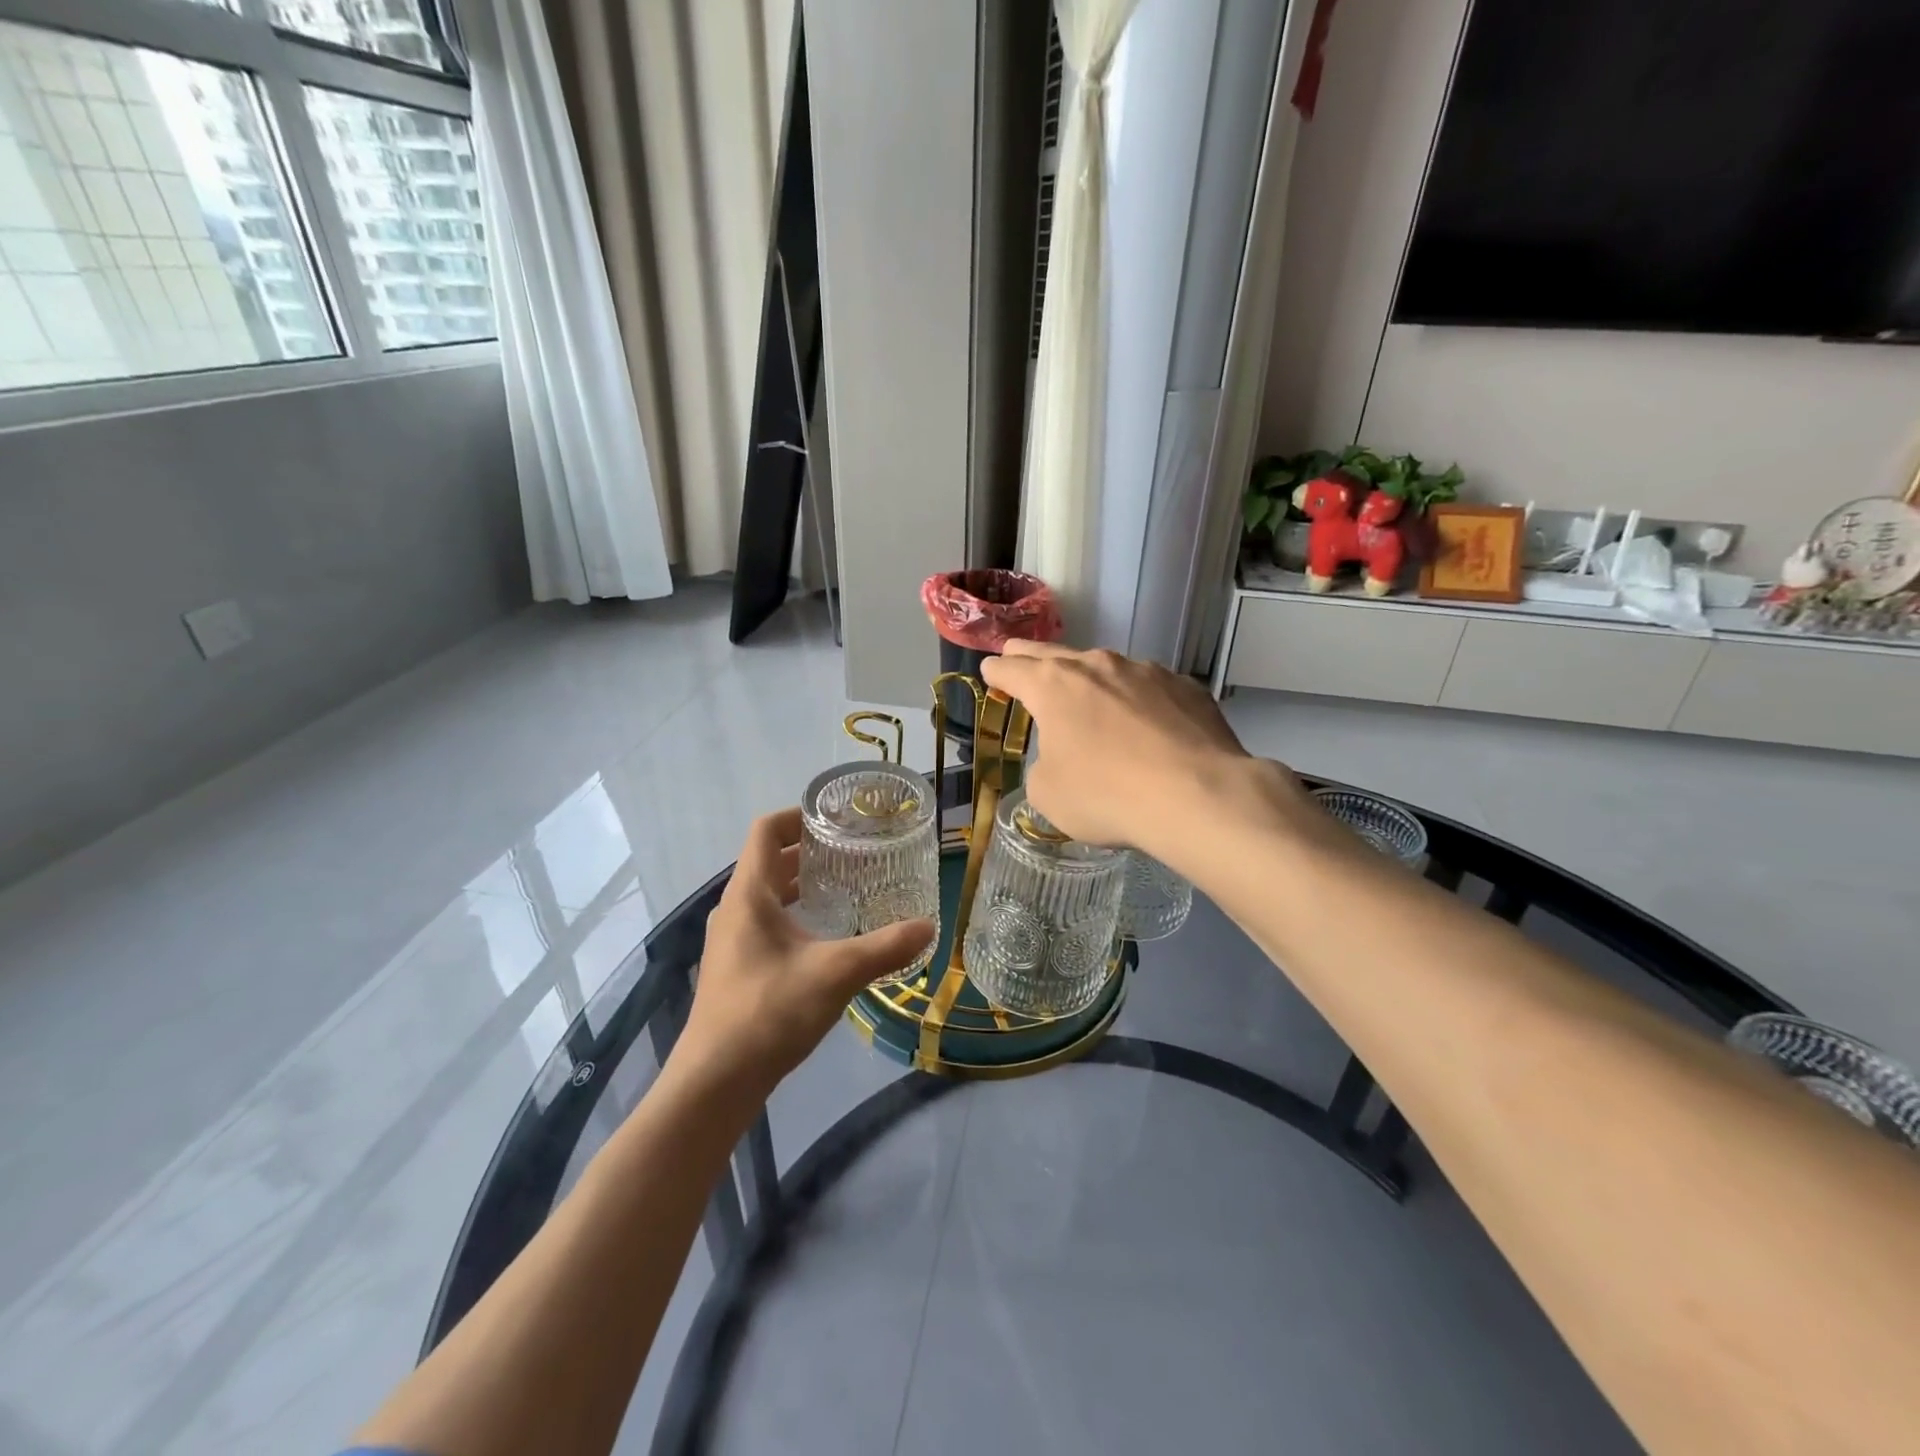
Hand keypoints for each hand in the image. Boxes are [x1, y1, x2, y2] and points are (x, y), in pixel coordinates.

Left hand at [674, 809, 934, 1100]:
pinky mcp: (735, 968)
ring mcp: (730, 940)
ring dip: (800, 883)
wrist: (715, 1082)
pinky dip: (793, 914)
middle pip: (768, 861)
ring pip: (766, 894)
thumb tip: (929, 927)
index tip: (836, 817)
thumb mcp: (835, 974)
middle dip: (808, 850)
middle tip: (853, 850)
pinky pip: (764, 922)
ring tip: (844, 886)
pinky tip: (824, 936)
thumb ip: (885, 947)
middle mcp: (734, 909)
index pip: (766, 830)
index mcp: (749, 894)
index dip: (798, 815)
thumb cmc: (769, 1012)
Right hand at [980, 643, 1308, 864]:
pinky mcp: (1184, 686)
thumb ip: (1043, 765)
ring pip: (1104, 668)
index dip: (995, 672)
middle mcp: (1096, 665)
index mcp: (1053, 685)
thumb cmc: (1106, 795)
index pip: (1011, 669)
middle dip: (1029, 656)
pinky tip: (1145, 726)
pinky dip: (1136, 700)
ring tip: (1089, 700)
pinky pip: (1148, 688)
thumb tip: (1061, 757)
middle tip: (1017, 656)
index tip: (990, 671)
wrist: (1198, 795)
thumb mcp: (1048, 794)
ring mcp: (1145, 670)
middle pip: (1052, 653)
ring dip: (1089, 680)